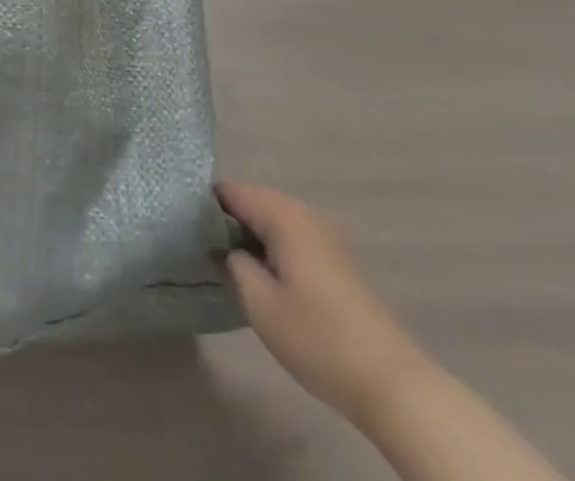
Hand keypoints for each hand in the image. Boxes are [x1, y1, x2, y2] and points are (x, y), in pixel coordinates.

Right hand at [217, 182, 429, 423]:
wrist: (390, 383)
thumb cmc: (318, 338)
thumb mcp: (259, 303)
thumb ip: (232, 262)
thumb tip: (223, 246)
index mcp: (283, 214)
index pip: (229, 191)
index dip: (203, 206)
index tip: (184, 228)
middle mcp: (304, 212)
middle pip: (251, 201)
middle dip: (226, 221)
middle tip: (201, 248)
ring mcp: (324, 234)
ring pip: (270, 220)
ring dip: (249, 236)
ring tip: (226, 263)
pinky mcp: (334, 258)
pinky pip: (289, 237)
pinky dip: (270, 248)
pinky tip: (261, 276)